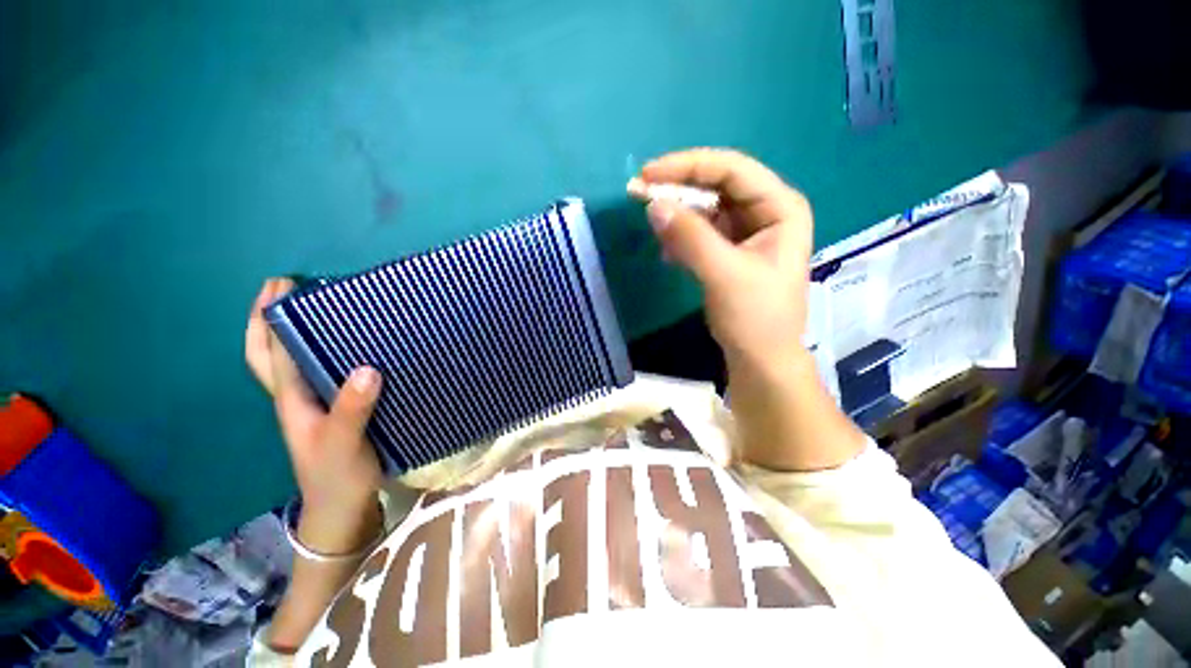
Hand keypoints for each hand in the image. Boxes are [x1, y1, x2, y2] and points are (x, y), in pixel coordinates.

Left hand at [245, 278, 383, 553]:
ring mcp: (313, 404)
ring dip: (292, 331)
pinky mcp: (335, 409)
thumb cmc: (338, 476)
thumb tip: (367, 368)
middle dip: (268, 319)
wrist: (341, 507)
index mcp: (293, 400)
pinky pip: (320, 371)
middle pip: (269, 354)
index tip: (283, 286)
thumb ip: (352, 408)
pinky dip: (321, 350)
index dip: (272, 319)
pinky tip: (344, 344)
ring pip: (292, 360)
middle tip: (284, 287)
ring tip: (313, 306)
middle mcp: (296, 397)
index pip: (274, 353)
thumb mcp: (344, 444)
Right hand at [628, 148, 811, 366]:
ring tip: (653, 227)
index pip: (731, 169)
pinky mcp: (728, 251)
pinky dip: (680, 237)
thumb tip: (652, 204)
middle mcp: (765, 212)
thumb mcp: (724, 274)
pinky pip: (700, 232)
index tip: (647, 175)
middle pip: (716, 186)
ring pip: (705, 209)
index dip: (688, 166)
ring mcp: (746, 232)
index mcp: (779, 207)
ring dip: (676, 216)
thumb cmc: (755, 317)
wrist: (760, 359)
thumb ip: (690, 237)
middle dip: (678, 189)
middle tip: (639, 194)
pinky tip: (668, 253)